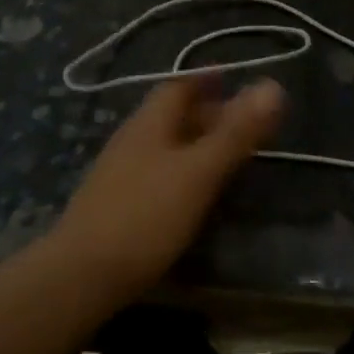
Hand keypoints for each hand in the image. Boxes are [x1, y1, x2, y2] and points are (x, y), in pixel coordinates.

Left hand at [52, 78, 285, 300]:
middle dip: (206, 111)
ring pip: (163, 145)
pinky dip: (182, 169)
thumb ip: (236, 132)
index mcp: (149, 124)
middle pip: (171, 115)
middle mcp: (131, 140)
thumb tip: (273, 85)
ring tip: (225, 154)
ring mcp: (119, 173)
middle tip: (241, 120)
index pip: (178, 86)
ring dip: (194, 141)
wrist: (81, 276)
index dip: (205, 78)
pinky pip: (156, 171)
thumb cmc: (146, 216)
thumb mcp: (199, 172)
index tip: (233, 78)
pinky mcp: (116, 204)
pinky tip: (193, 191)